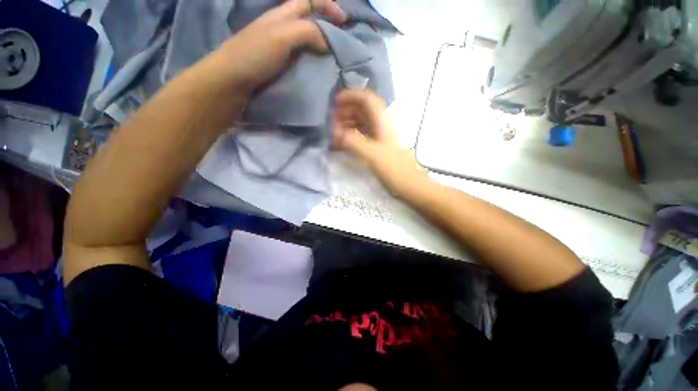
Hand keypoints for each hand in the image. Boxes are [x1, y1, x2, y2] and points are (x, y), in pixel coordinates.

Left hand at [213, 0, 346, 93]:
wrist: (232, 80)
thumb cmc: (254, 55)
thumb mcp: (281, 36)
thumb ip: (307, 33)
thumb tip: (329, 42)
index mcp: (283, 14)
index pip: (310, 0)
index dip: (328, 5)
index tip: (344, 21)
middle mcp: (284, 28)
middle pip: (310, 19)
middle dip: (328, 25)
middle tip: (342, 43)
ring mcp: (282, 47)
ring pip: (307, 40)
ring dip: (323, 46)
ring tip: (335, 58)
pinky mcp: (281, 64)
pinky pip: (303, 58)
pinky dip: (314, 60)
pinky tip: (320, 70)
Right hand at [333, 89, 429, 197]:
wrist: (408, 184)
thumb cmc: (393, 169)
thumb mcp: (373, 155)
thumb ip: (353, 142)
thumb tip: (334, 132)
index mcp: (381, 122)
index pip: (366, 99)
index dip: (350, 96)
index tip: (334, 102)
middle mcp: (380, 125)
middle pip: (362, 109)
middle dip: (345, 110)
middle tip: (330, 120)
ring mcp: (378, 136)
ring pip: (361, 122)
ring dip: (347, 123)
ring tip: (333, 131)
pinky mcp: (376, 146)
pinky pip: (361, 135)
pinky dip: (350, 135)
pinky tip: (342, 142)